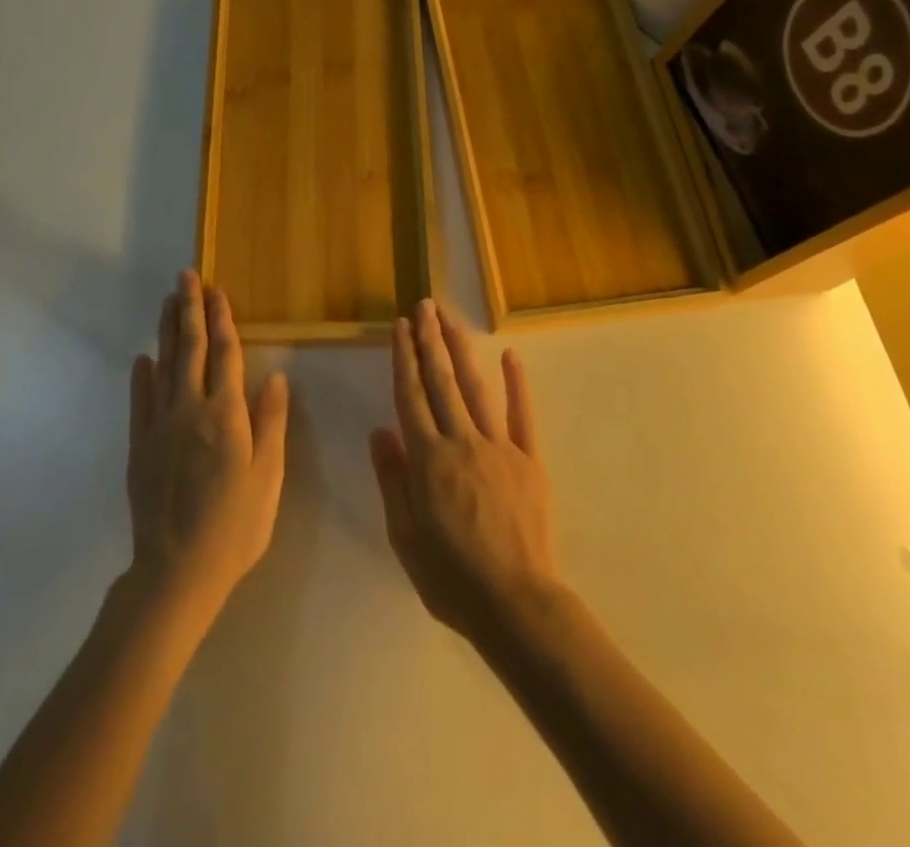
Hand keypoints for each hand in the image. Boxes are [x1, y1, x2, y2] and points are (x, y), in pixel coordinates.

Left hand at [125, 271, 288, 630]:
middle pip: (190, 349)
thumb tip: (275, 376)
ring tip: (168, 302)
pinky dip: (141, 375)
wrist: (176, 571)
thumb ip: (270, 424)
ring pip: (163, 366)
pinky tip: (143, 358)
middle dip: (190, 310)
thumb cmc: (235, 526)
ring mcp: (159, 426)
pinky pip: (140, 401)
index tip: (217, 290)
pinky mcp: (139, 446)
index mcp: (226, 414)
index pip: (225, 354)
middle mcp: (190, 410)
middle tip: (186, 277)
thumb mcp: (267, 477)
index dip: (222, 320)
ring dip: (167, 331)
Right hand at [369, 299, 560, 649]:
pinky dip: (517, 384)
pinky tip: (511, 356)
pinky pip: (522, 416)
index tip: (400, 326)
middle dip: (430, 340)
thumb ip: (393, 480)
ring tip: (450, 318)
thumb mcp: (405, 537)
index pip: (411, 396)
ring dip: (461, 350)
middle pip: (441, 381)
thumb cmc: (451, 577)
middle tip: (423, 305)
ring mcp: (499, 447)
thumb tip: (380, 431)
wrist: (516, 604)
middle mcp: (462, 441)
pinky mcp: (529, 460)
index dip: (404, 358)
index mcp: (428, 459)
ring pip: (476, 388)